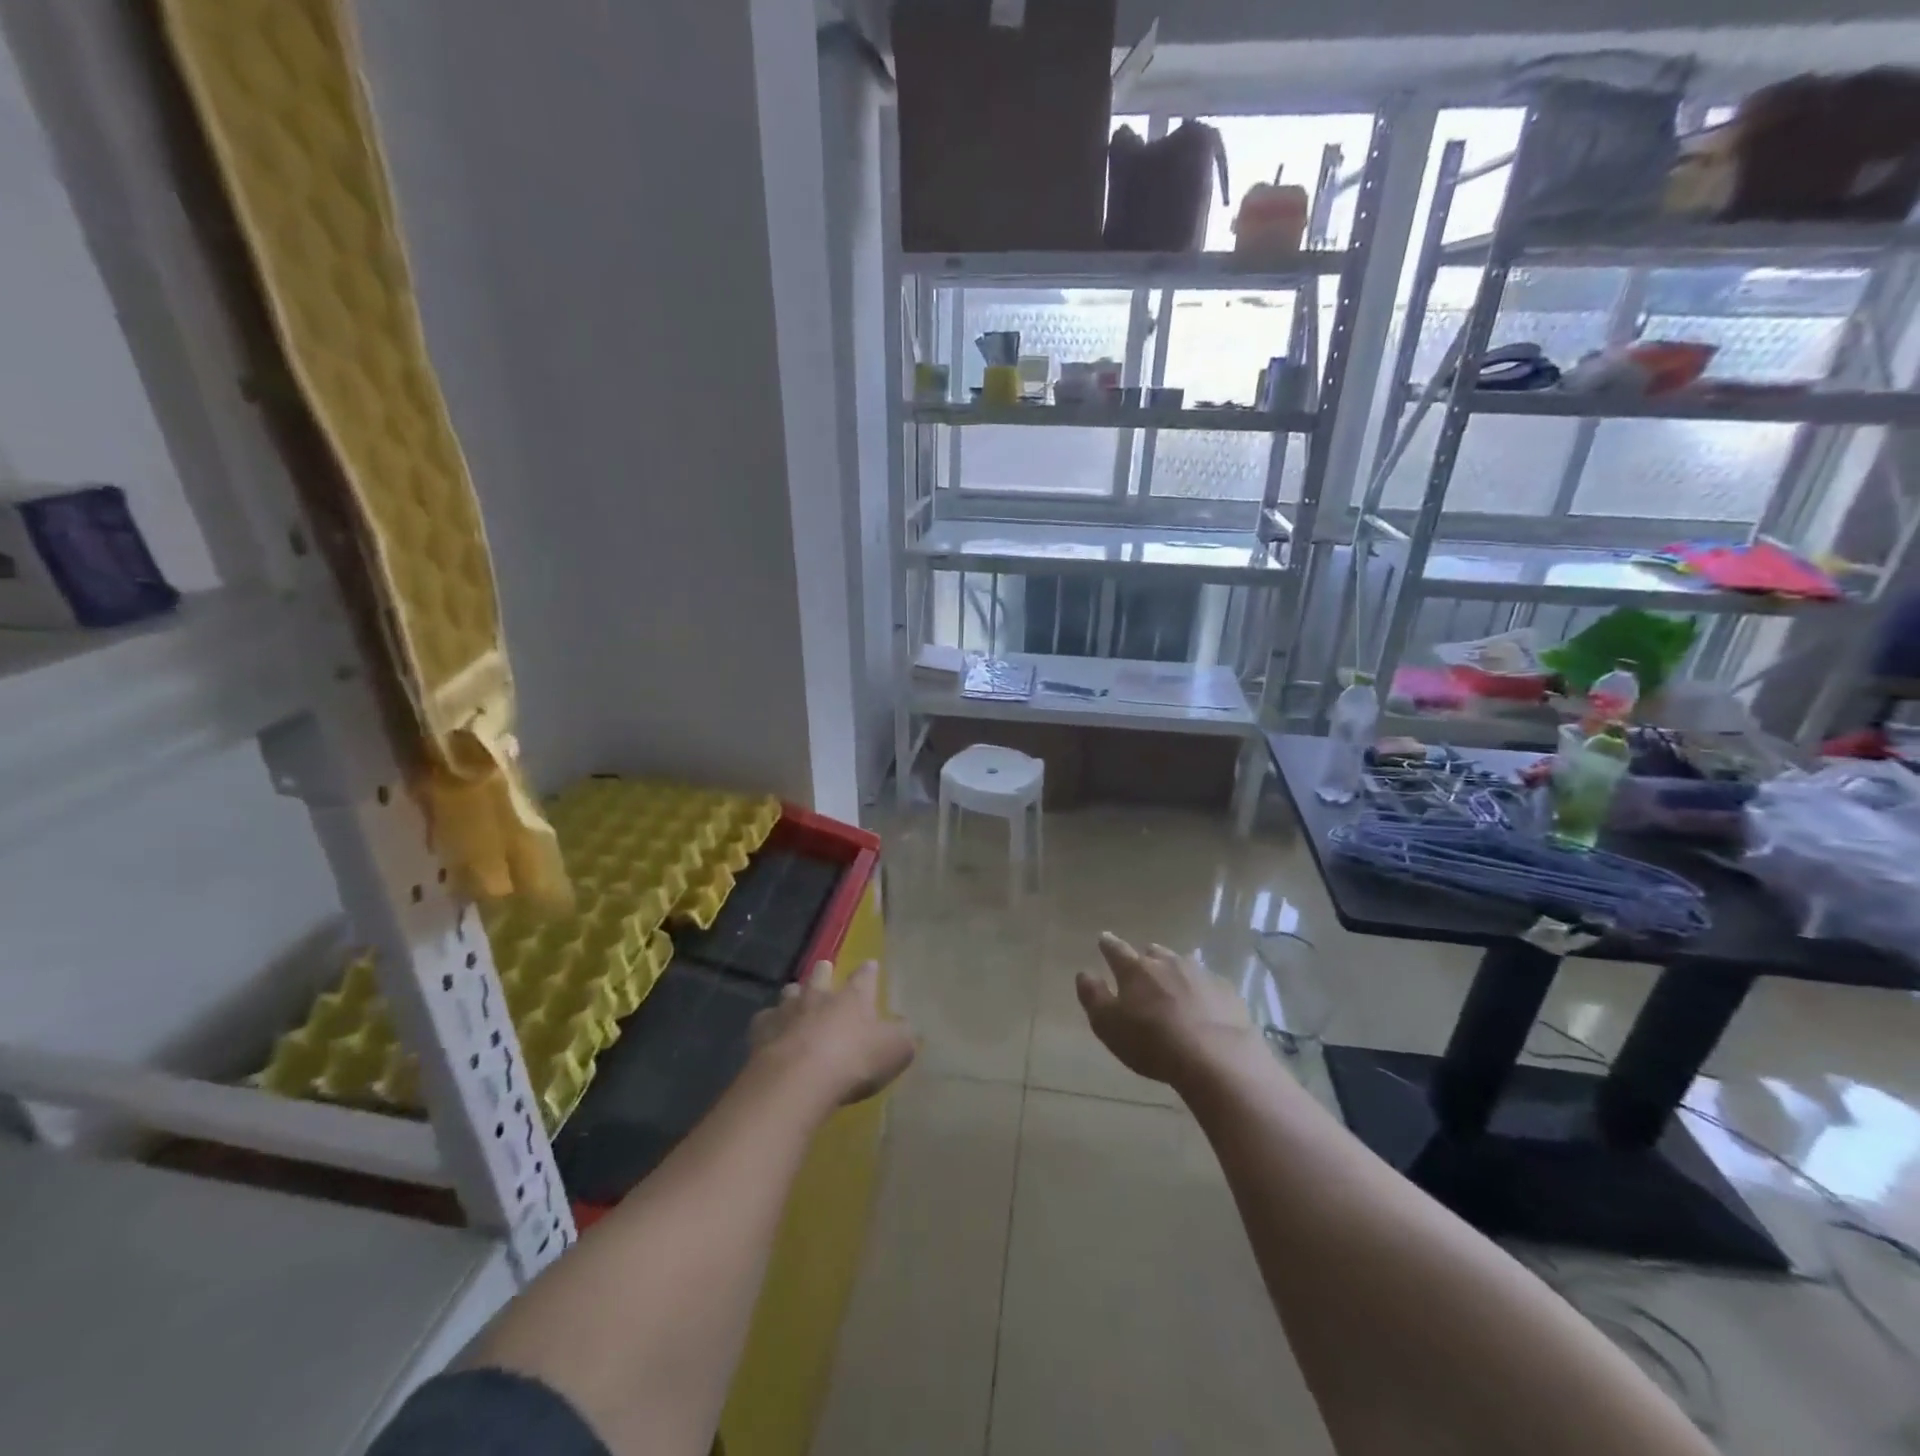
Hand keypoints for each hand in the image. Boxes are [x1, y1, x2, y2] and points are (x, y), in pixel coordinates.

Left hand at [750, 960, 915, 1107]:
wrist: (798, 1080)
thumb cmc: (853, 1060)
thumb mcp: (894, 1051)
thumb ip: (903, 1037)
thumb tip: (909, 1028)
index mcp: (853, 996)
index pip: (864, 977)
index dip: (868, 971)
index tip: (870, 965)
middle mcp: (819, 995)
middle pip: (820, 974)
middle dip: (823, 970)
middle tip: (824, 968)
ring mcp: (788, 1010)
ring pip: (790, 992)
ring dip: (794, 995)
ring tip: (796, 1000)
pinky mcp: (762, 1031)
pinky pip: (765, 1020)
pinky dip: (769, 1024)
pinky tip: (770, 1032)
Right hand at [1076, 933, 1257, 1088]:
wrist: (1217, 1058)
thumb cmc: (1153, 1043)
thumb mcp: (1109, 1026)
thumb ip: (1093, 996)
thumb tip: (1084, 973)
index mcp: (1135, 969)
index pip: (1115, 949)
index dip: (1107, 944)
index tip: (1103, 938)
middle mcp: (1167, 962)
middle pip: (1152, 953)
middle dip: (1145, 960)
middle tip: (1142, 973)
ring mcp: (1200, 973)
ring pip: (1181, 964)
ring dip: (1174, 973)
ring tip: (1174, 990)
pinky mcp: (1226, 990)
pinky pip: (1208, 983)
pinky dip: (1201, 991)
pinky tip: (1204, 1008)